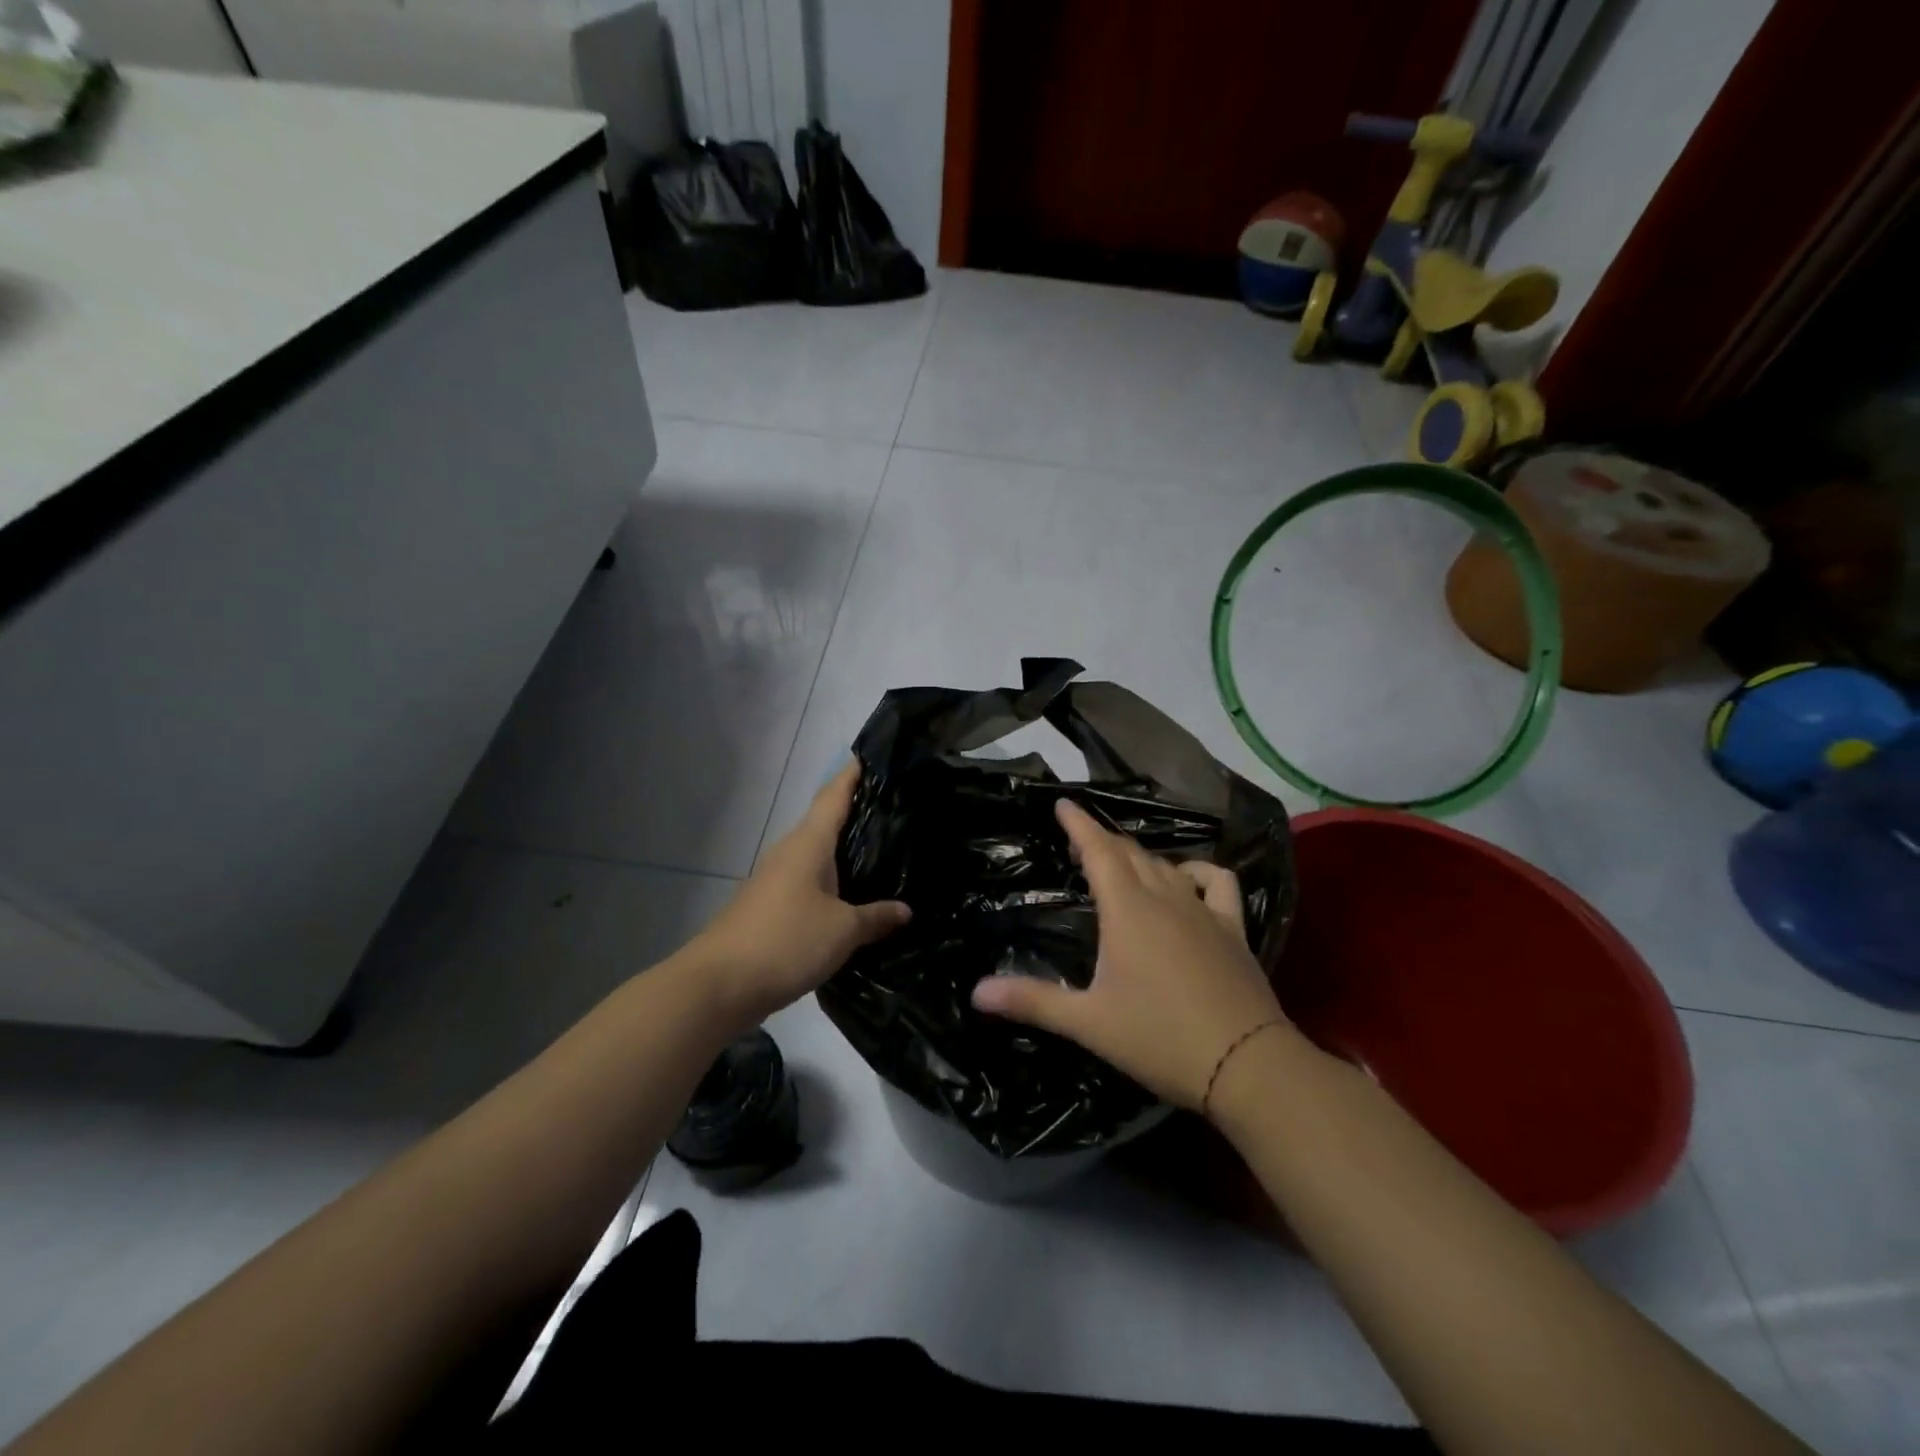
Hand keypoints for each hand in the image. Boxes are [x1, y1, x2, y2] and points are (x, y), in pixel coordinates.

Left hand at [689, 762, 909, 1027]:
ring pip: (817, 855)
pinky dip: (832, 882)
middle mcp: (790, 853)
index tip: (870, 755)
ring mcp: (776, 880)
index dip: (851, 775)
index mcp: (808, 844)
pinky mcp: (770, 907)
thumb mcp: (842, 931)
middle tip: (894, 808)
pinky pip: (809, 882)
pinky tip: (852, 896)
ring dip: (844, 851)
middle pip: (825, 822)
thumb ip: (875, 917)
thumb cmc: (785, 941)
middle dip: (855, 813)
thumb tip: (905, 910)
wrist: (718, 984)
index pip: (833, 796)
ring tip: (881, 851)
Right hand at [970, 799, 1289, 1112]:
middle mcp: (1165, 897)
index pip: (1098, 850)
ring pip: (1166, 865)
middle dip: (1102, 840)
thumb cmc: (1159, 1038)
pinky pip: (1216, 881)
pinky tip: (1187, 881)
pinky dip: (1198, 871)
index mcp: (1127, 910)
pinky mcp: (1232, 928)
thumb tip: (976, 992)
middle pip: (1130, 853)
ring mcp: (1203, 910)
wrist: (1246, 1065)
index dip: (1079, 824)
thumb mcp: (1088, 1022)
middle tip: (1079, 844)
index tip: (1063, 803)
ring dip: (1139, 857)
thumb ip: (1032, 1001)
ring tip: (1121, 864)